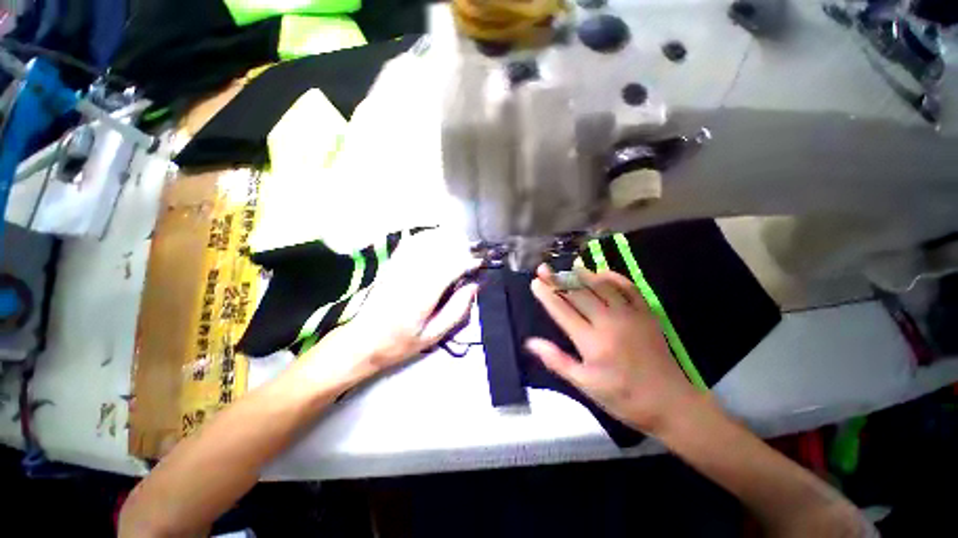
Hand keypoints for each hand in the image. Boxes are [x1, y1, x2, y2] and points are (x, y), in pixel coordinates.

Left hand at [296, 229, 480, 389]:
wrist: (362, 341)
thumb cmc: (400, 343)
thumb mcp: (433, 336)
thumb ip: (456, 310)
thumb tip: (474, 286)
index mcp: (422, 296)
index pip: (450, 267)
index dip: (469, 260)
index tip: (480, 262)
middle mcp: (410, 276)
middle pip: (441, 249)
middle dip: (462, 247)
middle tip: (473, 255)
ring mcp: (398, 267)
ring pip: (427, 241)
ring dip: (447, 239)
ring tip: (461, 246)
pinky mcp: (391, 264)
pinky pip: (412, 242)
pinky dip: (428, 237)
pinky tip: (438, 240)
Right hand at [525, 264, 699, 434]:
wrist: (670, 402)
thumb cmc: (622, 397)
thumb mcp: (585, 384)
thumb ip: (557, 360)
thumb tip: (531, 342)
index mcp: (591, 342)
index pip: (562, 311)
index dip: (547, 295)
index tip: (535, 282)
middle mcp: (609, 322)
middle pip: (578, 294)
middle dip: (558, 279)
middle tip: (544, 268)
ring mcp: (630, 315)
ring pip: (601, 286)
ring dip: (583, 274)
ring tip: (569, 265)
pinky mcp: (646, 313)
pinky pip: (629, 288)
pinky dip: (614, 277)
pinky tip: (602, 272)